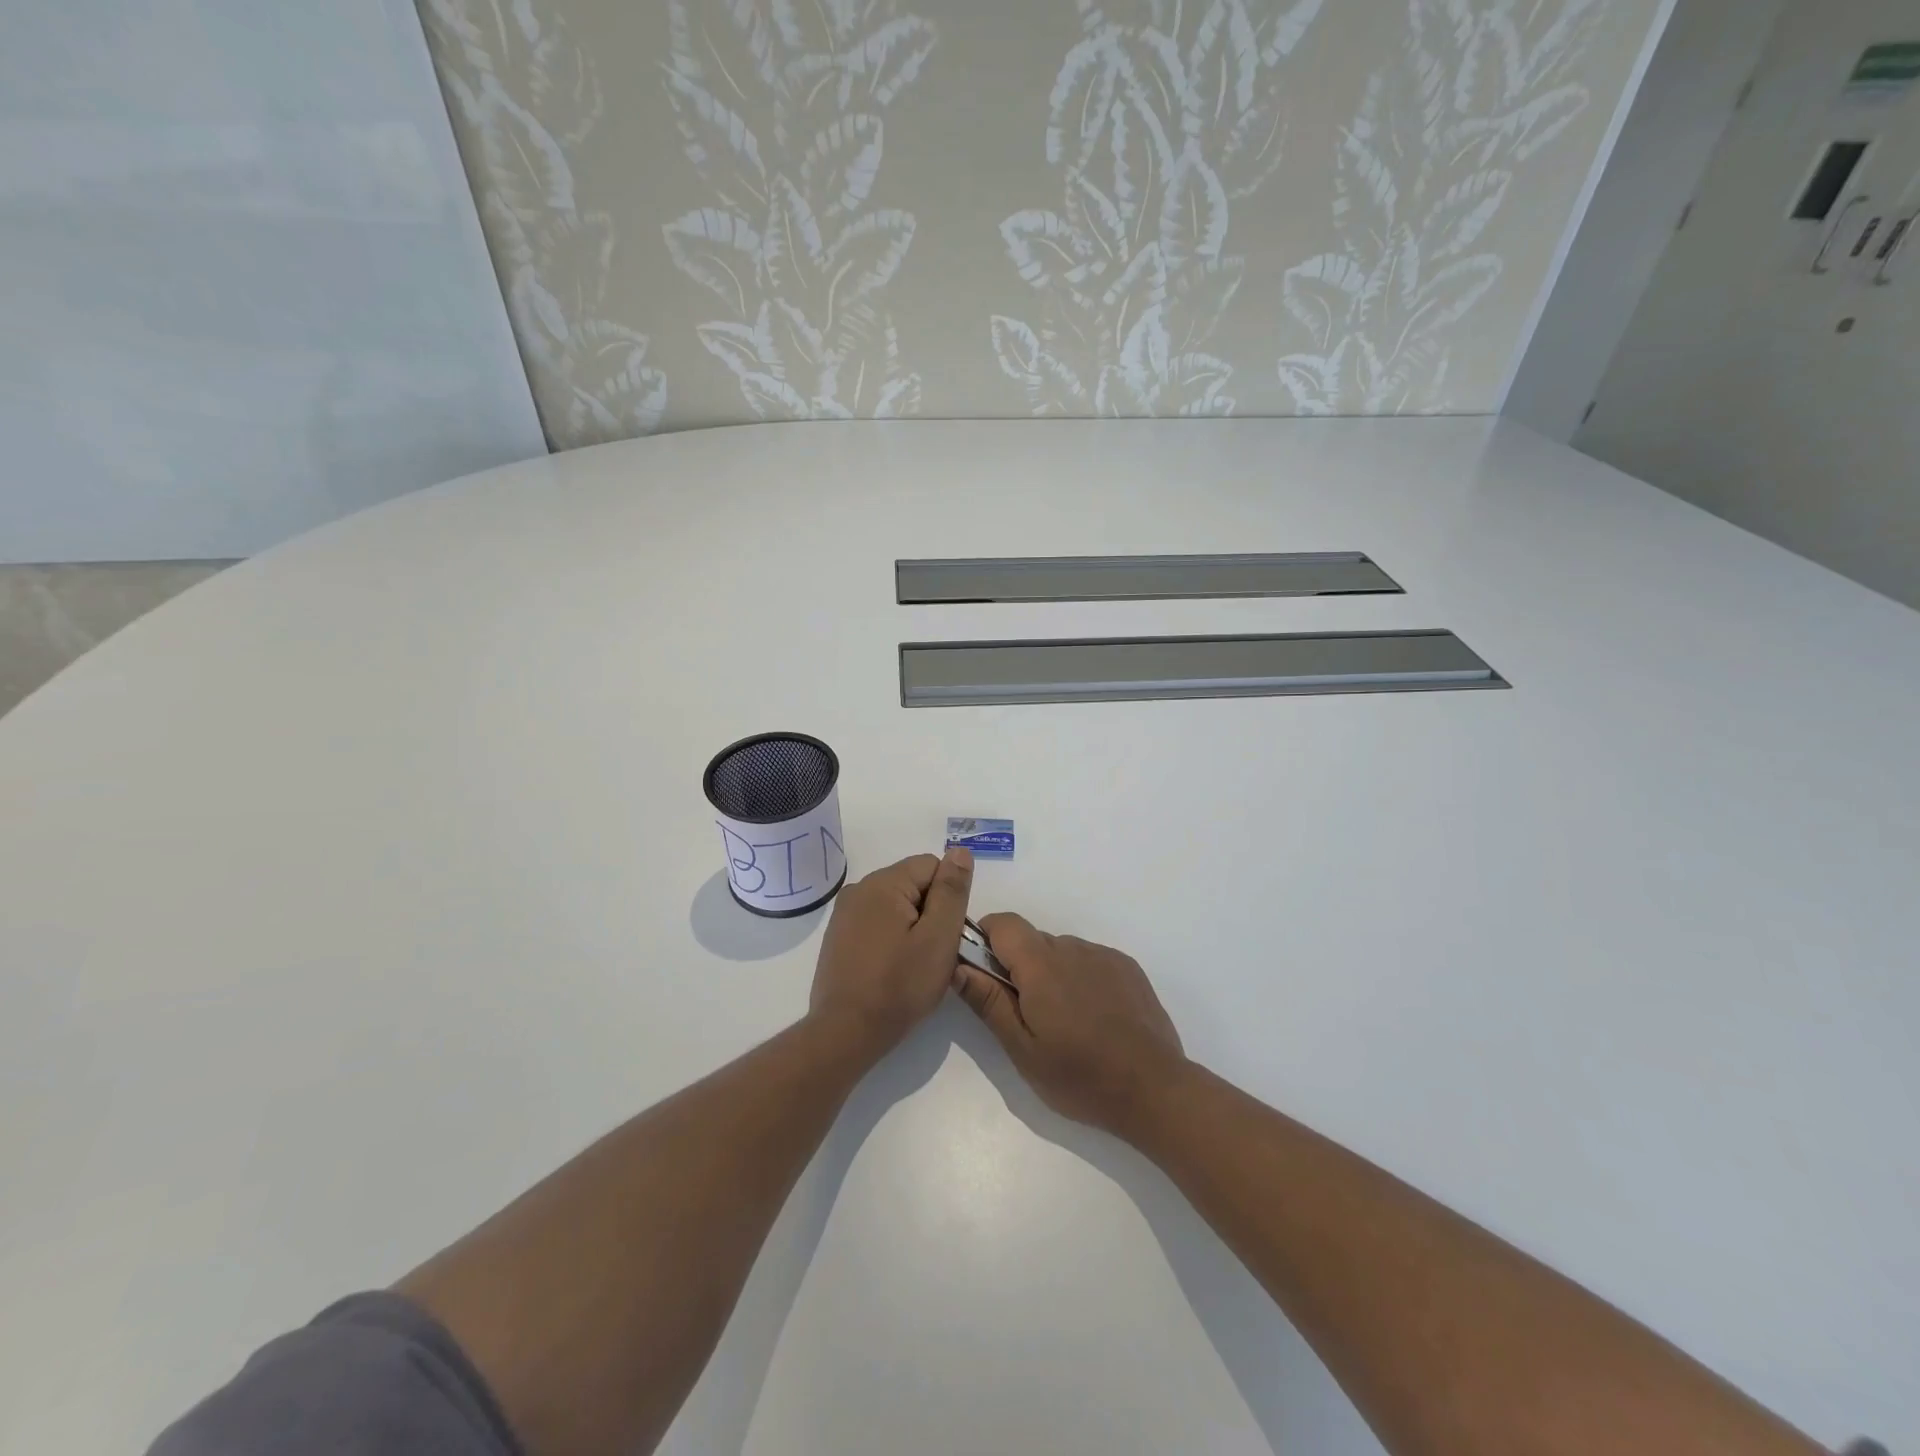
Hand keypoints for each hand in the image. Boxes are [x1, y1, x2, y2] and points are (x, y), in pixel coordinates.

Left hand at [809, 848, 973, 1056]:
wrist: (846, 1033)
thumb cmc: (899, 986)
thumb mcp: (938, 937)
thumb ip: (952, 891)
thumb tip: (960, 851)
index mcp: (883, 883)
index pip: (932, 866)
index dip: (948, 898)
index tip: (947, 934)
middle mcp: (859, 889)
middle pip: (913, 884)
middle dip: (931, 913)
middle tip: (934, 953)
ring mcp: (844, 914)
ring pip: (896, 906)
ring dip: (912, 928)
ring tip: (914, 965)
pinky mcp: (838, 938)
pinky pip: (877, 924)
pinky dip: (891, 940)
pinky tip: (893, 970)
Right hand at [952, 913, 1186, 1138]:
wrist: (1154, 1089)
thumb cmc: (1079, 1076)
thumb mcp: (1022, 1049)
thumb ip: (989, 1002)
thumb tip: (958, 966)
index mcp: (1041, 965)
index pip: (1004, 923)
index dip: (987, 938)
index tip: (984, 972)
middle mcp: (1072, 948)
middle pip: (1032, 940)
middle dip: (1019, 966)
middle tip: (1026, 1014)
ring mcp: (1104, 955)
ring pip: (1062, 952)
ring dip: (1052, 974)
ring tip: (1065, 1023)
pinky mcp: (1128, 967)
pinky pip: (1090, 961)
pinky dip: (1081, 979)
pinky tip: (1094, 1018)